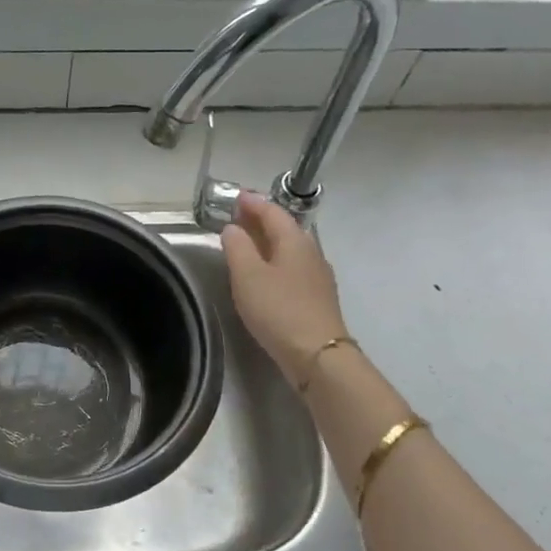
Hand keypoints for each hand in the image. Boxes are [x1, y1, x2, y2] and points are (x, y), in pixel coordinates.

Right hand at [219, 192, 350, 384]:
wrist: (317, 354)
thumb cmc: (278, 310)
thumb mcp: (247, 276)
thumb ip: (237, 248)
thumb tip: (232, 228)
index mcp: (295, 241)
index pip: (273, 212)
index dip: (254, 203)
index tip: (237, 197)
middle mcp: (311, 252)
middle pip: (285, 229)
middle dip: (262, 221)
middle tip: (239, 218)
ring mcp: (318, 276)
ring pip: (291, 249)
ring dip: (269, 242)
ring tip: (249, 245)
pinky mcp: (318, 298)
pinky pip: (294, 268)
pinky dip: (277, 262)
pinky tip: (267, 274)